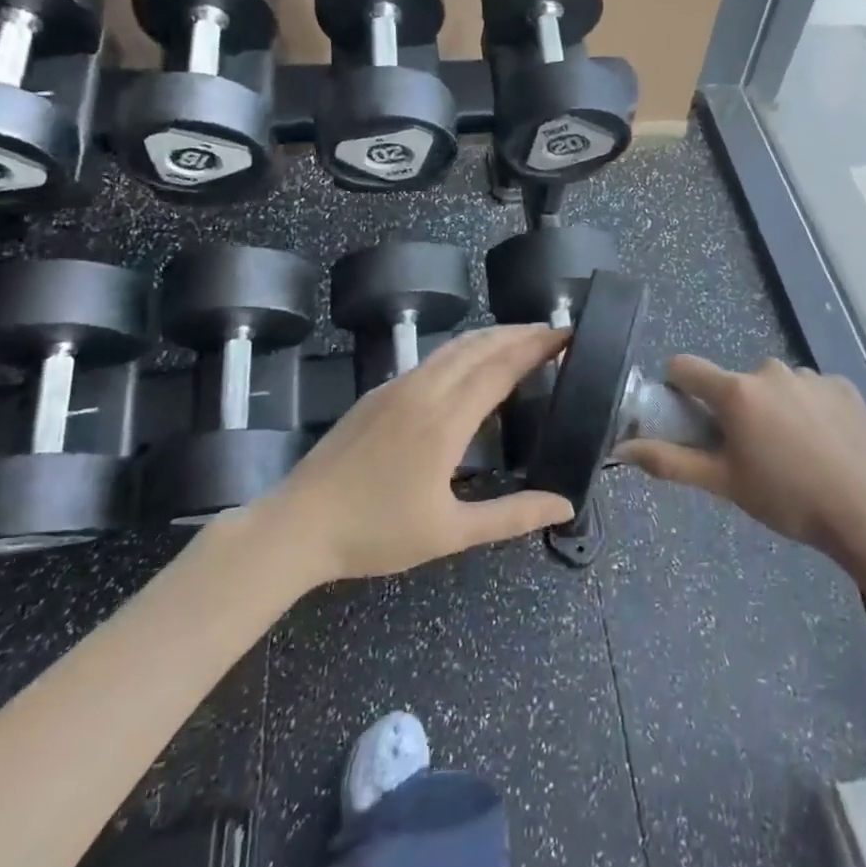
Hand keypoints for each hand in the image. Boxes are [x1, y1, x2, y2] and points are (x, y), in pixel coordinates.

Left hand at [271, 325, 573, 582]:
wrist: (298, 525)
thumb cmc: (376, 532)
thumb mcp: (450, 533)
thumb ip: (511, 516)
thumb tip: (565, 505)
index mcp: (446, 420)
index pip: (502, 366)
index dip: (537, 346)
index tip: (568, 335)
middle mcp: (424, 390)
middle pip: (480, 345)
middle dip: (520, 333)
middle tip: (554, 334)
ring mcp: (397, 387)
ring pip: (454, 347)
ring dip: (492, 337)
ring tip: (521, 341)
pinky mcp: (379, 393)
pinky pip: (432, 359)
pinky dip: (464, 351)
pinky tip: (470, 367)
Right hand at [617, 358, 865, 570]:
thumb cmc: (787, 499)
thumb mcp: (724, 484)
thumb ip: (670, 461)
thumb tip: (621, 449)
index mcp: (736, 392)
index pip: (685, 367)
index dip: (678, 388)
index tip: (690, 418)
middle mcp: (770, 370)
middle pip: (734, 382)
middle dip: (734, 410)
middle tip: (751, 454)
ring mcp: (810, 375)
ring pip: (774, 387)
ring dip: (773, 409)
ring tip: (794, 455)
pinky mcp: (842, 385)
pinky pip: (809, 391)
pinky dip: (808, 411)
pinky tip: (825, 446)